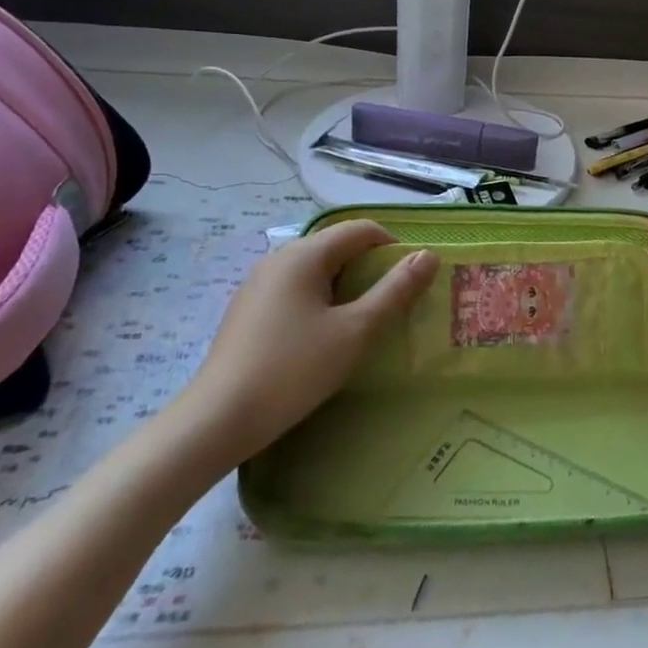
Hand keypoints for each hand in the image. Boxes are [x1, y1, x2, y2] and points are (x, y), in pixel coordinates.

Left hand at [175, 220, 437, 465]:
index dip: (393, 247)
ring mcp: (258, 284)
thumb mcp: (356, 330)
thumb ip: (395, 291)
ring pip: (316, 271)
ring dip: (346, 287)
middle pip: (337, 247)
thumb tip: (427, 256)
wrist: (220, 418)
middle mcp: (278, 258)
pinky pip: (295, 291)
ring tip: (363, 323)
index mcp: (304, 254)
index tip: (412, 280)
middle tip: (393, 305)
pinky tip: (324, 338)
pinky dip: (320, 302)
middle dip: (370, 268)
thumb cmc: (295, 369)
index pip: (360, 229)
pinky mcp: (247, 310)